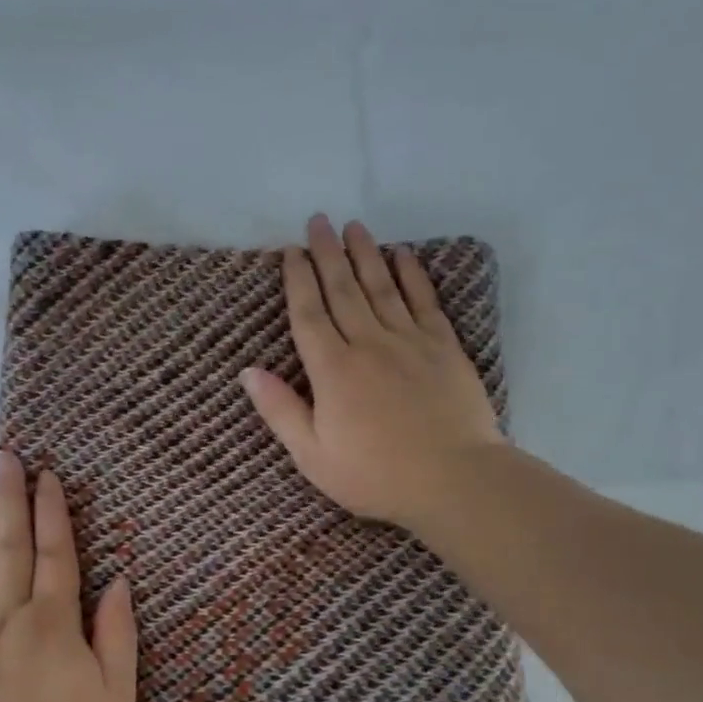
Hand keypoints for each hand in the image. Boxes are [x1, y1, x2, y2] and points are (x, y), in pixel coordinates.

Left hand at [0, 451, 138, 701]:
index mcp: (54, 621)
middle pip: (13, 546)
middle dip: (13, 499)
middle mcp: (11, 613)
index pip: (56, 554)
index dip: (53, 513)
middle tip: (7, 458)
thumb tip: (118, 582)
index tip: (48, 477)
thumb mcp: (115, 694)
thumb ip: (117, 634)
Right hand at [241, 214, 504, 533]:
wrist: (454, 480)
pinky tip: (402, 255)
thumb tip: (248, 371)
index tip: (291, 252)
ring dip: (365, 254)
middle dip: (327, 254)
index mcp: (333, 371)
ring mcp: (410, 342)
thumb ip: (280, 410)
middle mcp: (369, 344)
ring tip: (353, 227)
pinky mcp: (444, 347)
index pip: (309, 315)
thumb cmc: (374, 474)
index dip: (298, 281)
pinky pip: (424, 301)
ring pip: (382, 287)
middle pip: (343, 290)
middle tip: (318, 221)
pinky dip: (412, 275)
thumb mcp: (312, 455)